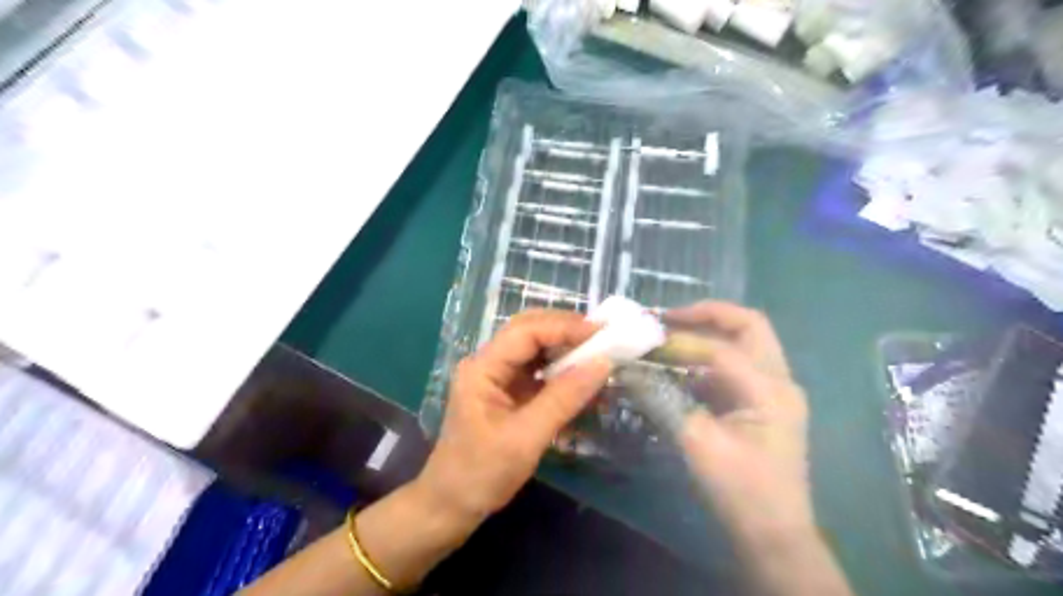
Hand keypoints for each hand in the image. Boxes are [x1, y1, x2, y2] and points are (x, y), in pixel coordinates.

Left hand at [418, 311, 614, 522]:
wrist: (451, 506)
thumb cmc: (482, 474)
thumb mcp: (526, 438)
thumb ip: (564, 398)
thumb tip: (603, 364)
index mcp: (483, 368)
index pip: (525, 332)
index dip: (564, 327)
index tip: (601, 333)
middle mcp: (488, 364)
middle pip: (529, 331)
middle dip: (565, 330)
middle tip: (602, 337)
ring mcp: (498, 378)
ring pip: (535, 350)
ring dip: (565, 349)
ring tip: (598, 354)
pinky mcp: (508, 394)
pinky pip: (538, 373)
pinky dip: (562, 373)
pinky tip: (583, 381)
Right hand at [662, 305, 816, 542]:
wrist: (775, 536)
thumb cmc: (741, 492)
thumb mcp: (698, 444)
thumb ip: (662, 400)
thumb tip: (629, 371)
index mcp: (770, 390)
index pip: (721, 349)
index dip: (680, 343)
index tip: (644, 344)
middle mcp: (780, 381)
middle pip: (749, 326)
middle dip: (708, 314)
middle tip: (668, 317)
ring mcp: (776, 391)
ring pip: (747, 341)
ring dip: (709, 333)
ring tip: (671, 334)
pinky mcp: (764, 403)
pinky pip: (738, 365)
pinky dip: (710, 357)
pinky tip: (682, 366)